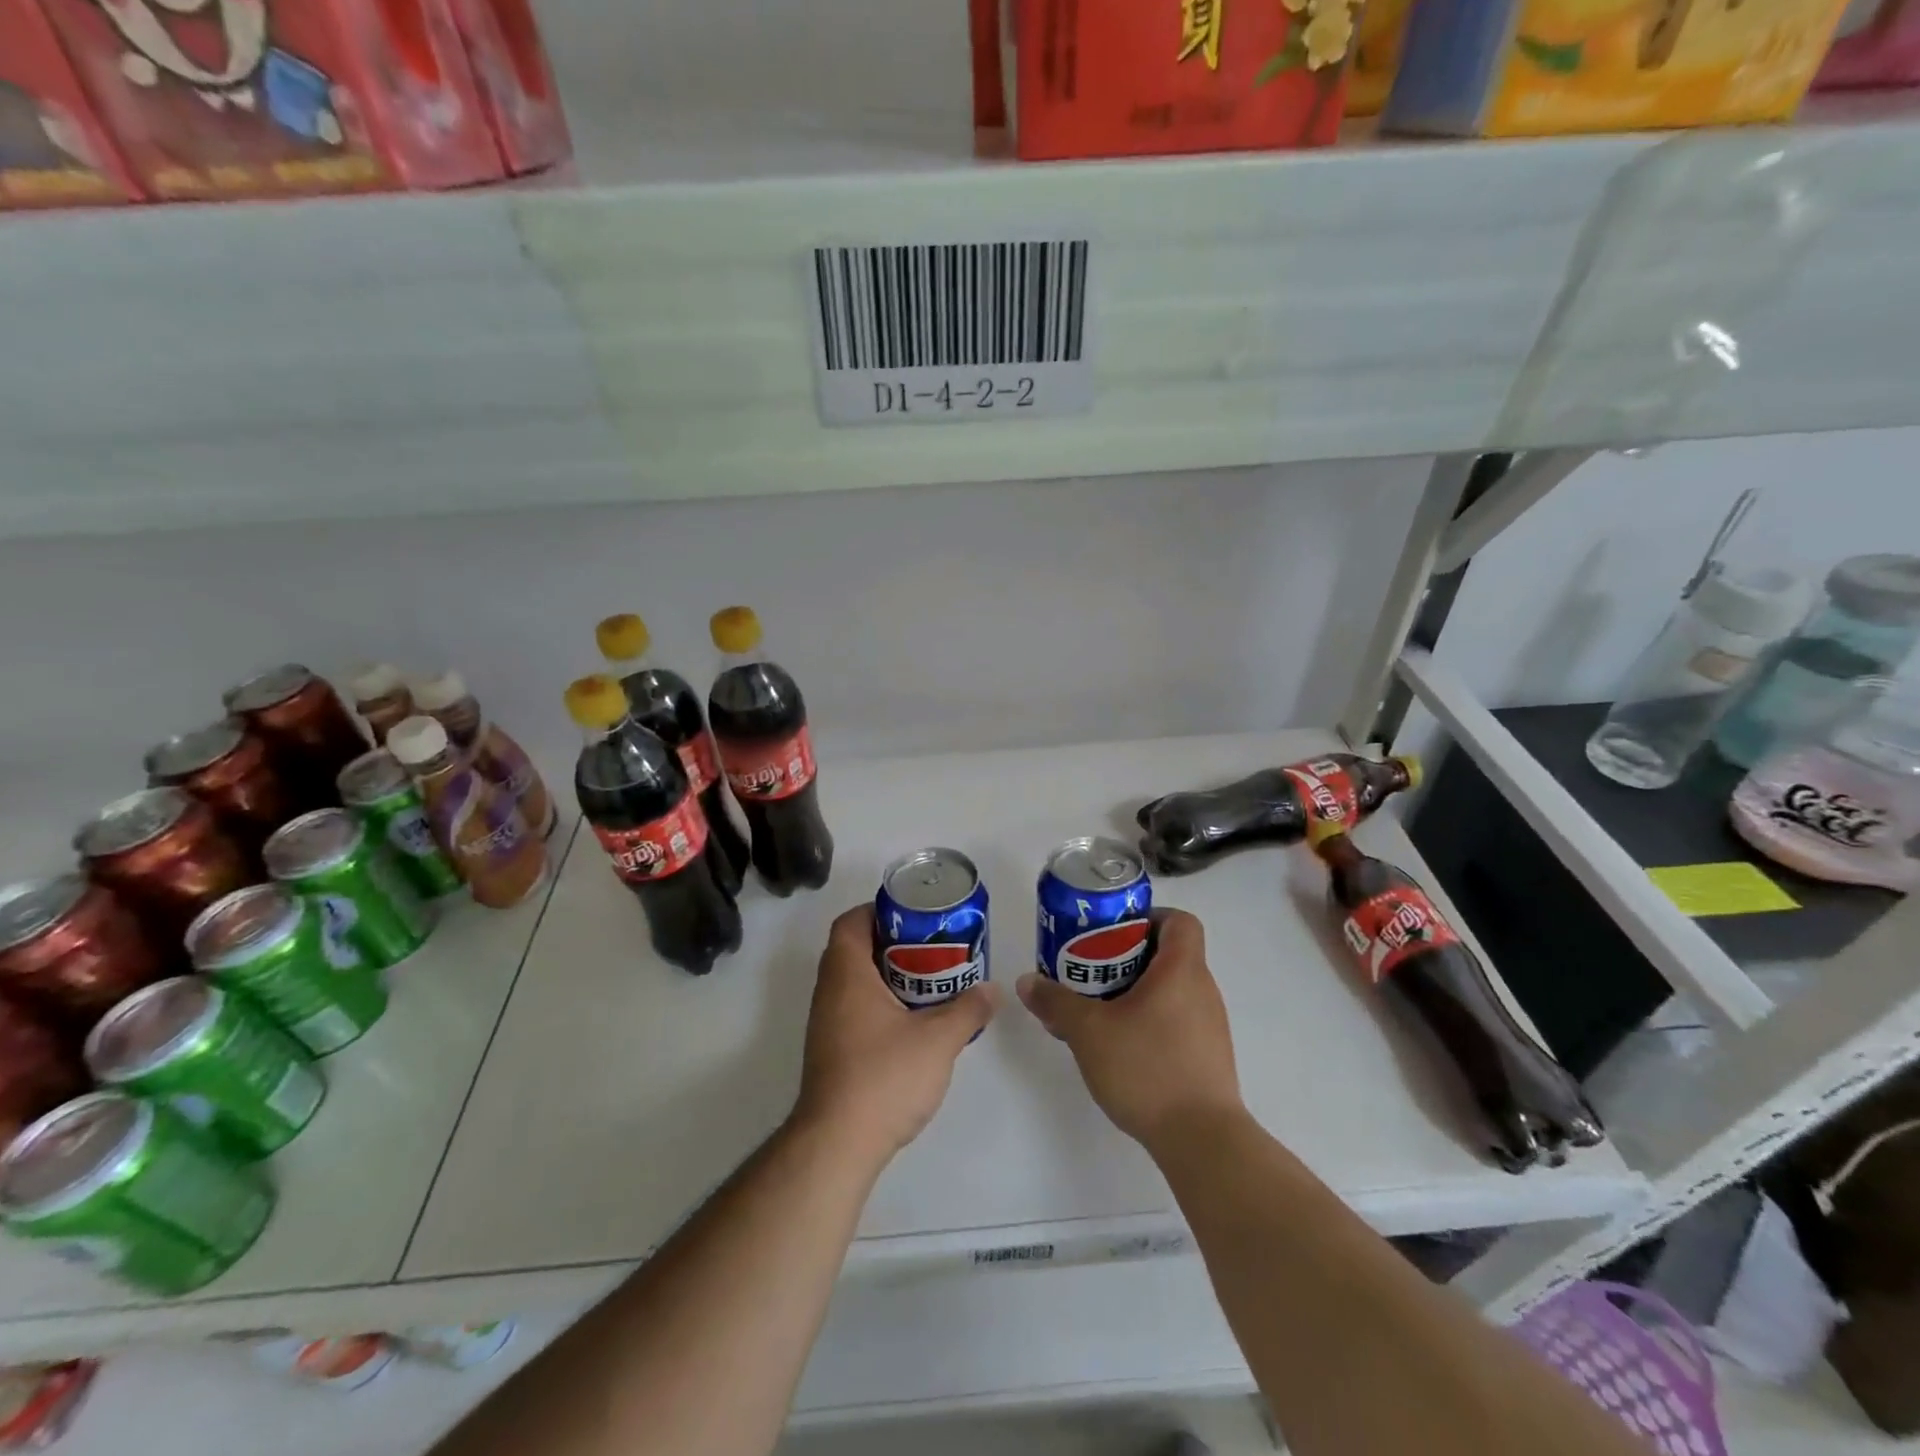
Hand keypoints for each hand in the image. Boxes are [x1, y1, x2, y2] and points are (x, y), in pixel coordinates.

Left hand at [793, 905, 996, 1163]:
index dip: (879, 910)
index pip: (851, 922)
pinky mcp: (831, 1051)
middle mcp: (829, 992)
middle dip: (893, 943)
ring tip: (929, 981)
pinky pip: (854, 1008)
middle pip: (855, 949)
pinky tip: (912, 1022)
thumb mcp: (938, 1040)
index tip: (914, 917)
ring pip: (855, 982)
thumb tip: (992, 989)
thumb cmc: (884, 1077)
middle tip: (932, 947)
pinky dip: (880, 1003)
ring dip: (888, 975)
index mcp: (847, 974)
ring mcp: (826, 1024)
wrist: (837, 1144)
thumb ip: (968, 1010)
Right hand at [1017, 908, 1242, 1150]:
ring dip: (1136, 992)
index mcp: (1182, 970)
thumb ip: (1056, 1001)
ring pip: (1171, 990)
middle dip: (1128, 957)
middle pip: (1170, 954)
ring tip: (1098, 1011)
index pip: (1180, 921)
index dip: (1149, 917)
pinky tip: (1120, 1048)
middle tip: (1091, 970)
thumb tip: (1026, 982)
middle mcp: (1203, 990)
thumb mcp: (1088, 1031)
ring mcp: (1209, 1026)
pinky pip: (1176, 1021)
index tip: (1114, 932)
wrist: (1202, 1141)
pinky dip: (1149, 1021)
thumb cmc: (1147, 1068)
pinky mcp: (1207, 1058)